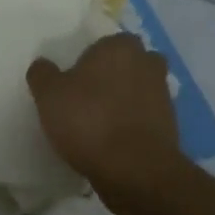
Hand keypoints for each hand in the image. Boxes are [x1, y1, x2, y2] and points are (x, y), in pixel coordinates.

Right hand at [28, 33, 182, 205]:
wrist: (135, 171)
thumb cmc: (89, 121)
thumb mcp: (49, 95)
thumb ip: (43, 74)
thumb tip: (43, 65)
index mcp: (120, 46)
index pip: (104, 43)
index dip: (89, 60)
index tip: (75, 80)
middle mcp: (147, 63)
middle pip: (127, 64)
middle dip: (113, 76)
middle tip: (89, 98)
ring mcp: (164, 95)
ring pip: (140, 90)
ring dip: (126, 101)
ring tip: (101, 123)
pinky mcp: (171, 126)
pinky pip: (146, 118)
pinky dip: (134, 125)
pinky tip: (115, 142)